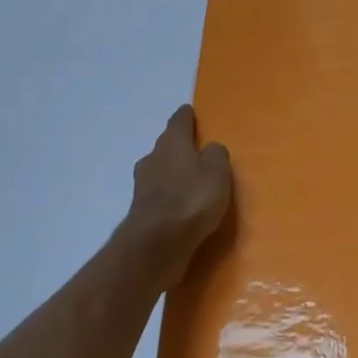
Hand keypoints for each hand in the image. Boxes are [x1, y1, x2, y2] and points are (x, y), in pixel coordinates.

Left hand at [127, 105, 233, 283]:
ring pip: (160, 171)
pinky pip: (159, 196)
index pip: (179, 120)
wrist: (155, 243)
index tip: (191, 113)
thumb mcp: (217, 172)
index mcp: (172, 142)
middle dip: (180, 147)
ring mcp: (143, 185)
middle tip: (197, 153)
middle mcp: (153, 157)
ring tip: (191, 184)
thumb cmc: (191, 198)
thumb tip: (210, 149)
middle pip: (167, 145)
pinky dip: (169, 198)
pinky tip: (181, 208)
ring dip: (173, 174)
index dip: (187, 116)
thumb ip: (216, 155)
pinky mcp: (141, 211)